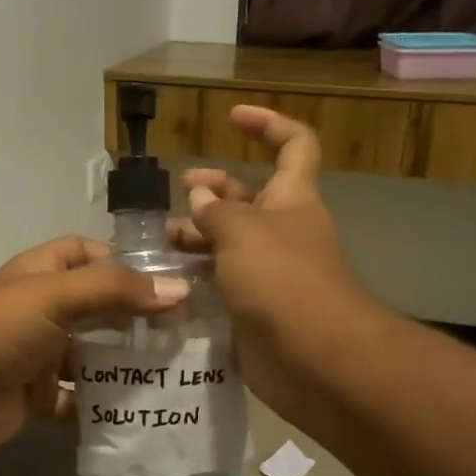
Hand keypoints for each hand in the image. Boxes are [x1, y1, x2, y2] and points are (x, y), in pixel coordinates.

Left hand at [0, 236, 188, 462]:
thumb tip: (180, 288)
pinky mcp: (35, 396)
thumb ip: (117, 290)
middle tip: (183, 329)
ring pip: (89, 356)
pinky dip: (99, 404)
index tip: (165, 277)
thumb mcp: (58, 296)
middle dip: (132, 317)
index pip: (84, 253)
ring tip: (171, 370)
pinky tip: (135, 407)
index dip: (121, 259)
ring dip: (121, 363)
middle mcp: (39, 310)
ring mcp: (37, 355)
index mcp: (40, 274)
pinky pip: (75, 399)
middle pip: (95, 308)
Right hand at [170, 105, 373, 412]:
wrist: (313, 358)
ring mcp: (270, 274)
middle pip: (249, 199)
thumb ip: (216, 211)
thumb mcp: (243, 231)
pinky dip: (200, 281)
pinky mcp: (255, 311)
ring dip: (198, 239)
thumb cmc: (282, 279)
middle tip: (176, 197)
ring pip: (230, 245)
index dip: (268, 125)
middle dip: (213, 191)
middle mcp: (283, 232)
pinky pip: (224, 286)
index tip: (232, 118)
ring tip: (162, 242)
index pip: (293, 145)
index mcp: (292, 199)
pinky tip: (169, 282)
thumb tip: (200, 196)